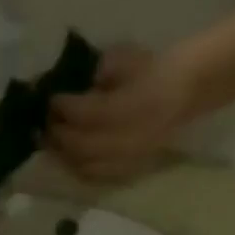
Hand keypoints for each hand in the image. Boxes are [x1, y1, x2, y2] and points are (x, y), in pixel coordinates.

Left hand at [47, 44, 202, 184]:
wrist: (189, 89)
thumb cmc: (154, 69)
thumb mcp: (128, 58)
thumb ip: (100, 70)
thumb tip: (71, 84)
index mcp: (136, 105)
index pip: (91, 113)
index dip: (66, 108)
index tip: (52, 99)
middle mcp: (132, 137)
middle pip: (82, 145)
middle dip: (59, 134)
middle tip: (44, 123)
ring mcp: (130, 158)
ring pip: (85, 165)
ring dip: (63, 154)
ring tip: (51, 141)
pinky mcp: (129, 169)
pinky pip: (96, 176)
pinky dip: (76, 167)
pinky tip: (67, 156)